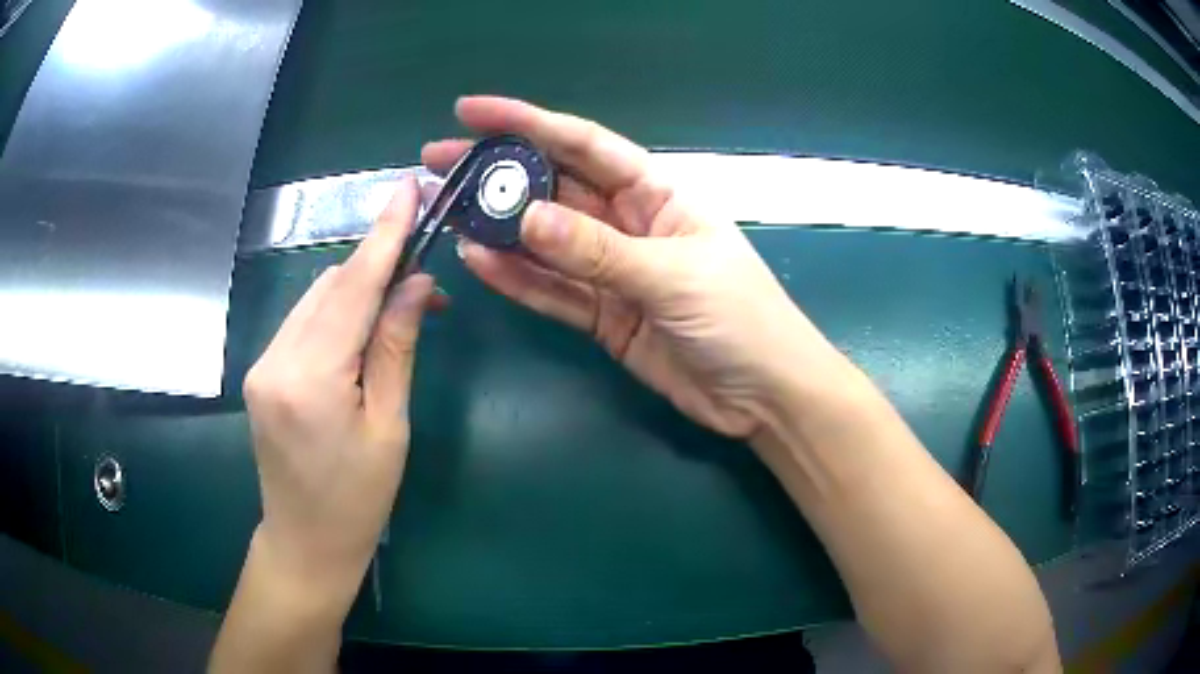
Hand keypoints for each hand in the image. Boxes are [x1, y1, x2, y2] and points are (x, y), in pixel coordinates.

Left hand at [242, 177, 435, 592]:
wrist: (305, 543)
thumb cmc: (359, 500)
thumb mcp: (389, 427)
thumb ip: (396, 347)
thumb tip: (417, 284)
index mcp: (311, 378)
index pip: (353, 288)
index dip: (384, 234)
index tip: (407, 187)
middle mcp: (275, 358)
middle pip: (331, 286)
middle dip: (378, 267)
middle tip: (427, 275)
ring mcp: (262, 362)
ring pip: (316, 300)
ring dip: (358, 290)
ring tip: (401, 305)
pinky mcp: (261, 370)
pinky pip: (303, 322)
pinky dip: (337, 313)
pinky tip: (362, 329)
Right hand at [424, 97, 845, 437]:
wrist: (764, 396)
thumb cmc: (741, 320)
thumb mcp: (674, 275)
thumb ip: (599, 250)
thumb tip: (526, 218)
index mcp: (657, 194)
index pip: (583, 145)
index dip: (527, 123)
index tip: (471, 111)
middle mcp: (628, 224)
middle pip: (552, 189)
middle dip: (497, 174)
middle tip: (438, 163)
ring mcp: (611, 272)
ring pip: (543, 241)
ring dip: (495, 226)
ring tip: (443, 210)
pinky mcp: (603, 316)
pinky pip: (551, 290)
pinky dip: (516, 277)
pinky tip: (478, 260)